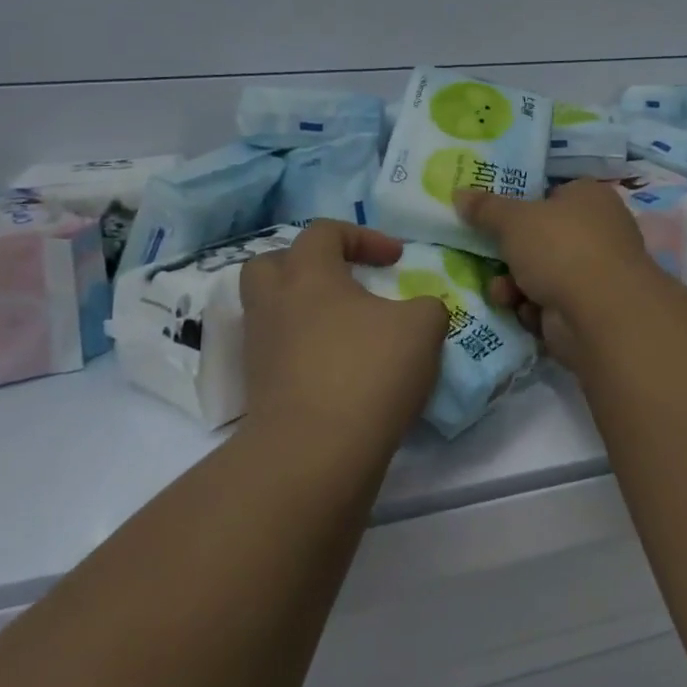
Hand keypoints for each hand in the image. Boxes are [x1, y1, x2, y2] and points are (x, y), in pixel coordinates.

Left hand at [239, 221, 447, 457]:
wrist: (314, 455)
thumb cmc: (368, 372)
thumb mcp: (422, 328)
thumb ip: (426, 307)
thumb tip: (419, 312)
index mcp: (308, 274)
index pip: (325, 232)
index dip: (364, 237)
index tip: (395, 260)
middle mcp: (274, 304)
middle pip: (273, 264)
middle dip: (308, 265)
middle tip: (342, 281)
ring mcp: (261, 349)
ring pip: (272, 311)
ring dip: (305, 311)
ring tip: (345, 329)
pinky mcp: (260, 390)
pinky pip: (279, 353)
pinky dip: (304, 352)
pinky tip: (339, 369)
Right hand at [454, 181, 660, 367]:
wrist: (601, 314)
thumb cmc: (561, 248)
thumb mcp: (513, 220)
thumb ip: (485, 208)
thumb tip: (458, 193)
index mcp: (589, 197)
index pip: (552, 194)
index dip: (522, 205)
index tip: (492, 218)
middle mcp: (598, 231)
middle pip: (542, 238)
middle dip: (511, 254)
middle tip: (486, 258)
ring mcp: (596, 273)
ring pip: (541, 274)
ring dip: (515, 285)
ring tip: (502, 293)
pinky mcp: (589, 310)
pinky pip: (550, 304)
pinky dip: (533, 309)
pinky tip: (524, 312)